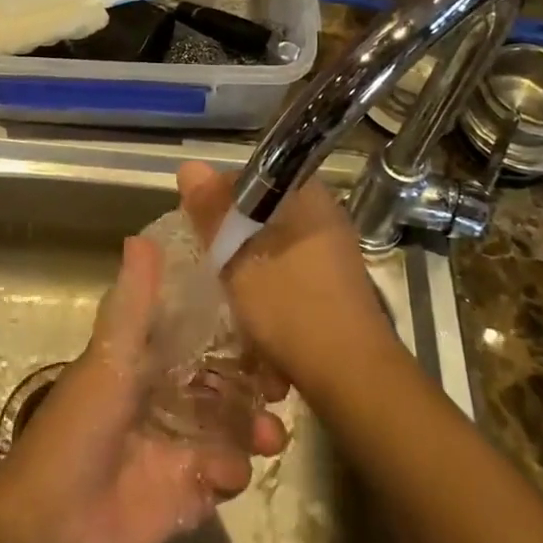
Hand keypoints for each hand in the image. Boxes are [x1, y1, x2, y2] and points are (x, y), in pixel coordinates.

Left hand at [0, 234, 288, 542]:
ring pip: (231, 428)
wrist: (54, 527)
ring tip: (272, 436)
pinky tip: (227, 474)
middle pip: (222, 383)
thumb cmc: (79, 428)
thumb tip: (142, 236)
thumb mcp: (108, 357)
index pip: (198, 336)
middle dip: (253, 383)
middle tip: (282, 386)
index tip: (267, 324)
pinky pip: (224, 475)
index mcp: (145, 362)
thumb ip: (133, 304)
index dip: (232, 331)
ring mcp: (178, 447)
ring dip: (255, 427)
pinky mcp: (187, 493)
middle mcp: (165, 398)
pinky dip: (232, 471)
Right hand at [177, 161, 399, 399]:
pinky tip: (254, 316)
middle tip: (208, 262)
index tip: (198, 226)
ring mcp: (333, 250)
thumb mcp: (238, 259)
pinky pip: (289, 270)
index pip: (251, 176)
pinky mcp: (335, 283)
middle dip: (232, 237)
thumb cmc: (291, 307)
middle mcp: (324, 214)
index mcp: (306, 196)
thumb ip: (213, 213)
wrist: (353, 375)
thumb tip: (190, 166)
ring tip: (227, 292)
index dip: (218, 197)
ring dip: (249, 266)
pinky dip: (269, 286)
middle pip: (262, 213)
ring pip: (273, 244)